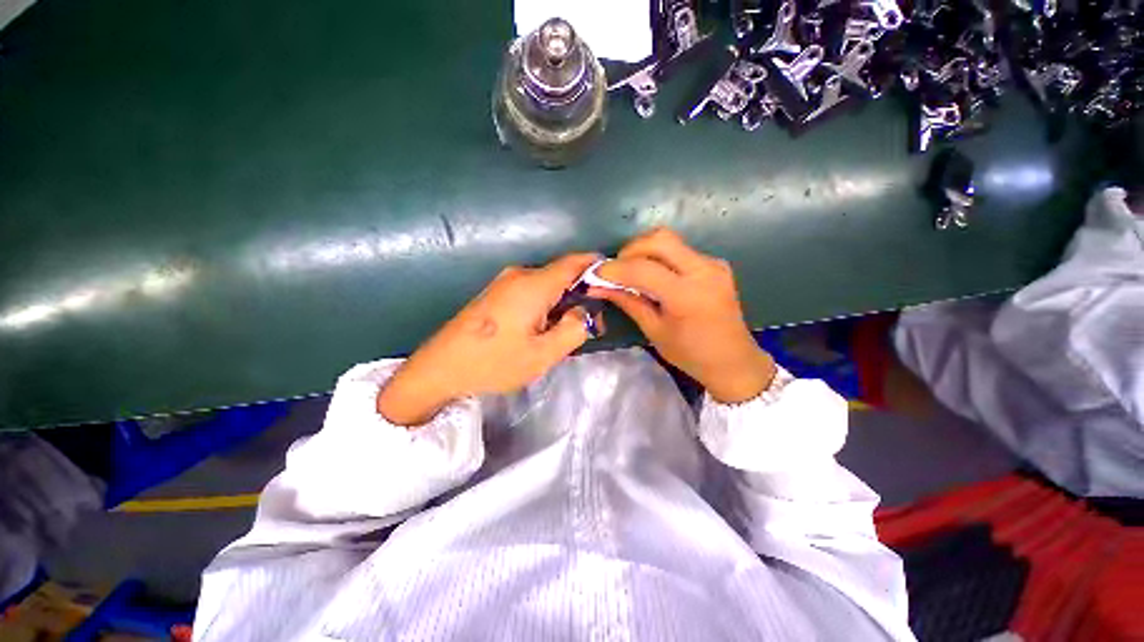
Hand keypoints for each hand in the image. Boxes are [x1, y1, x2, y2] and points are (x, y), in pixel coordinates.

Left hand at [377, 253, 599, 425]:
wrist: (440, 368)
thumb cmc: (494, 362)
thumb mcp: (543, 354)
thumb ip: (574, 329)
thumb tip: (585, 311)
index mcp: (534, 285)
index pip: (574, 262)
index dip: (596, 266)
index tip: (612, 281)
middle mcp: (519, 275)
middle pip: (561, 274)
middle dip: (580, 293)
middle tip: (590, 323)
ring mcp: (504, 282)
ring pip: (546, 284)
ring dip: (562, 301)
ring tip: (565, 330)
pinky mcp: (495, 293)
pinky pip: (530, 291)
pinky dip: (545, 304)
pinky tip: (542, 327)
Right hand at [595, 228, 775, 403]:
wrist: (734, 361)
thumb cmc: (691, 354)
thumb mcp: (654, 331)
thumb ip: (628, 302)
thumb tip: (598, 286)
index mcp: (686, 295)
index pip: (642, 269)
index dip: (614, 269)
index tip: (595, 274)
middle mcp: (703, 271)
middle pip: (659, 239)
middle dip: (630, 249)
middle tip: (616, 269)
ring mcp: (713, 264)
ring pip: (670, 240)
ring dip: (644, 250)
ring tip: (631, 271)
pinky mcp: (715, 264)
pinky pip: (680, 250)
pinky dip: (660, 257)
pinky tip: (654, 275)